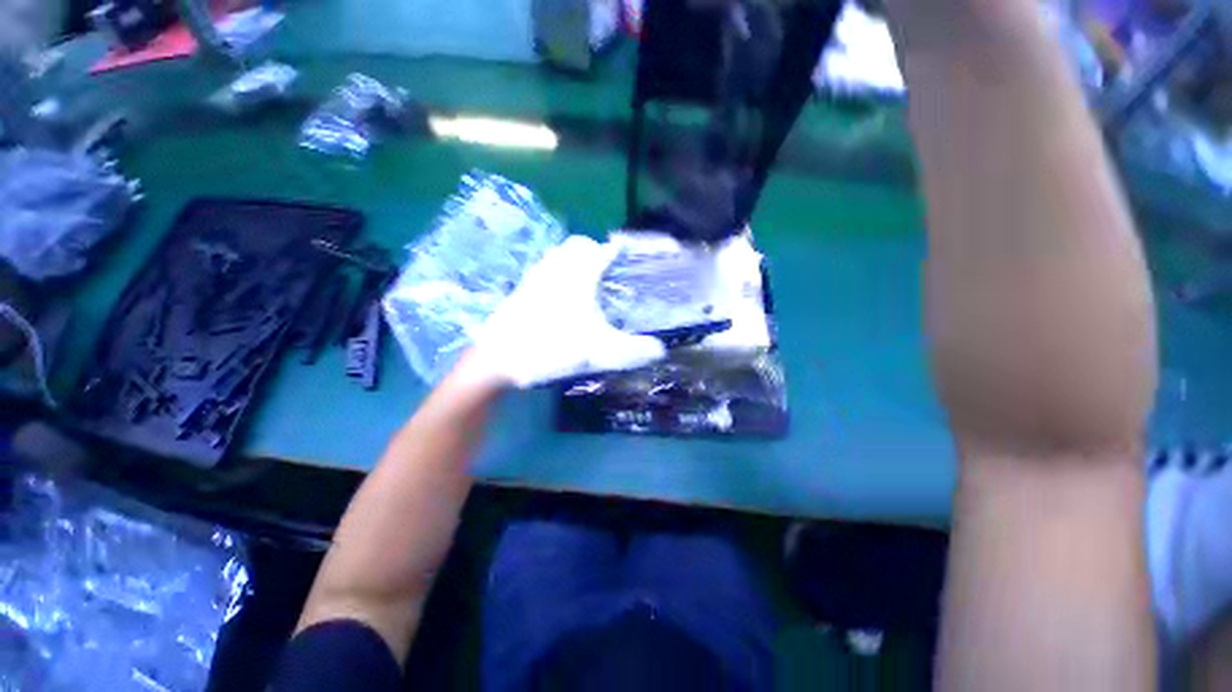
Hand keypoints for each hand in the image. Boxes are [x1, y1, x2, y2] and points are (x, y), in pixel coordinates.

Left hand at [467, 236, 666, 388]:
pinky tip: (563, 299)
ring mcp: (534, 277)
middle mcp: (555, 268)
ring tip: (589, 285)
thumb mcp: (599, 352)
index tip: (629, 257)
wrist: (497, 359)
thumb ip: (633, 351)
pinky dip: (558, 274)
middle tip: (608, 273)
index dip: (618, 250)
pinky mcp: (521, 290)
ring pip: (558, 256)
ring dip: (575, 262)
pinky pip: (544, 270)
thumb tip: (661, 350)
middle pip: (577, 245)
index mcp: (577, 274)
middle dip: (595, 252)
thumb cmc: (551, 347)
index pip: (602, 249)